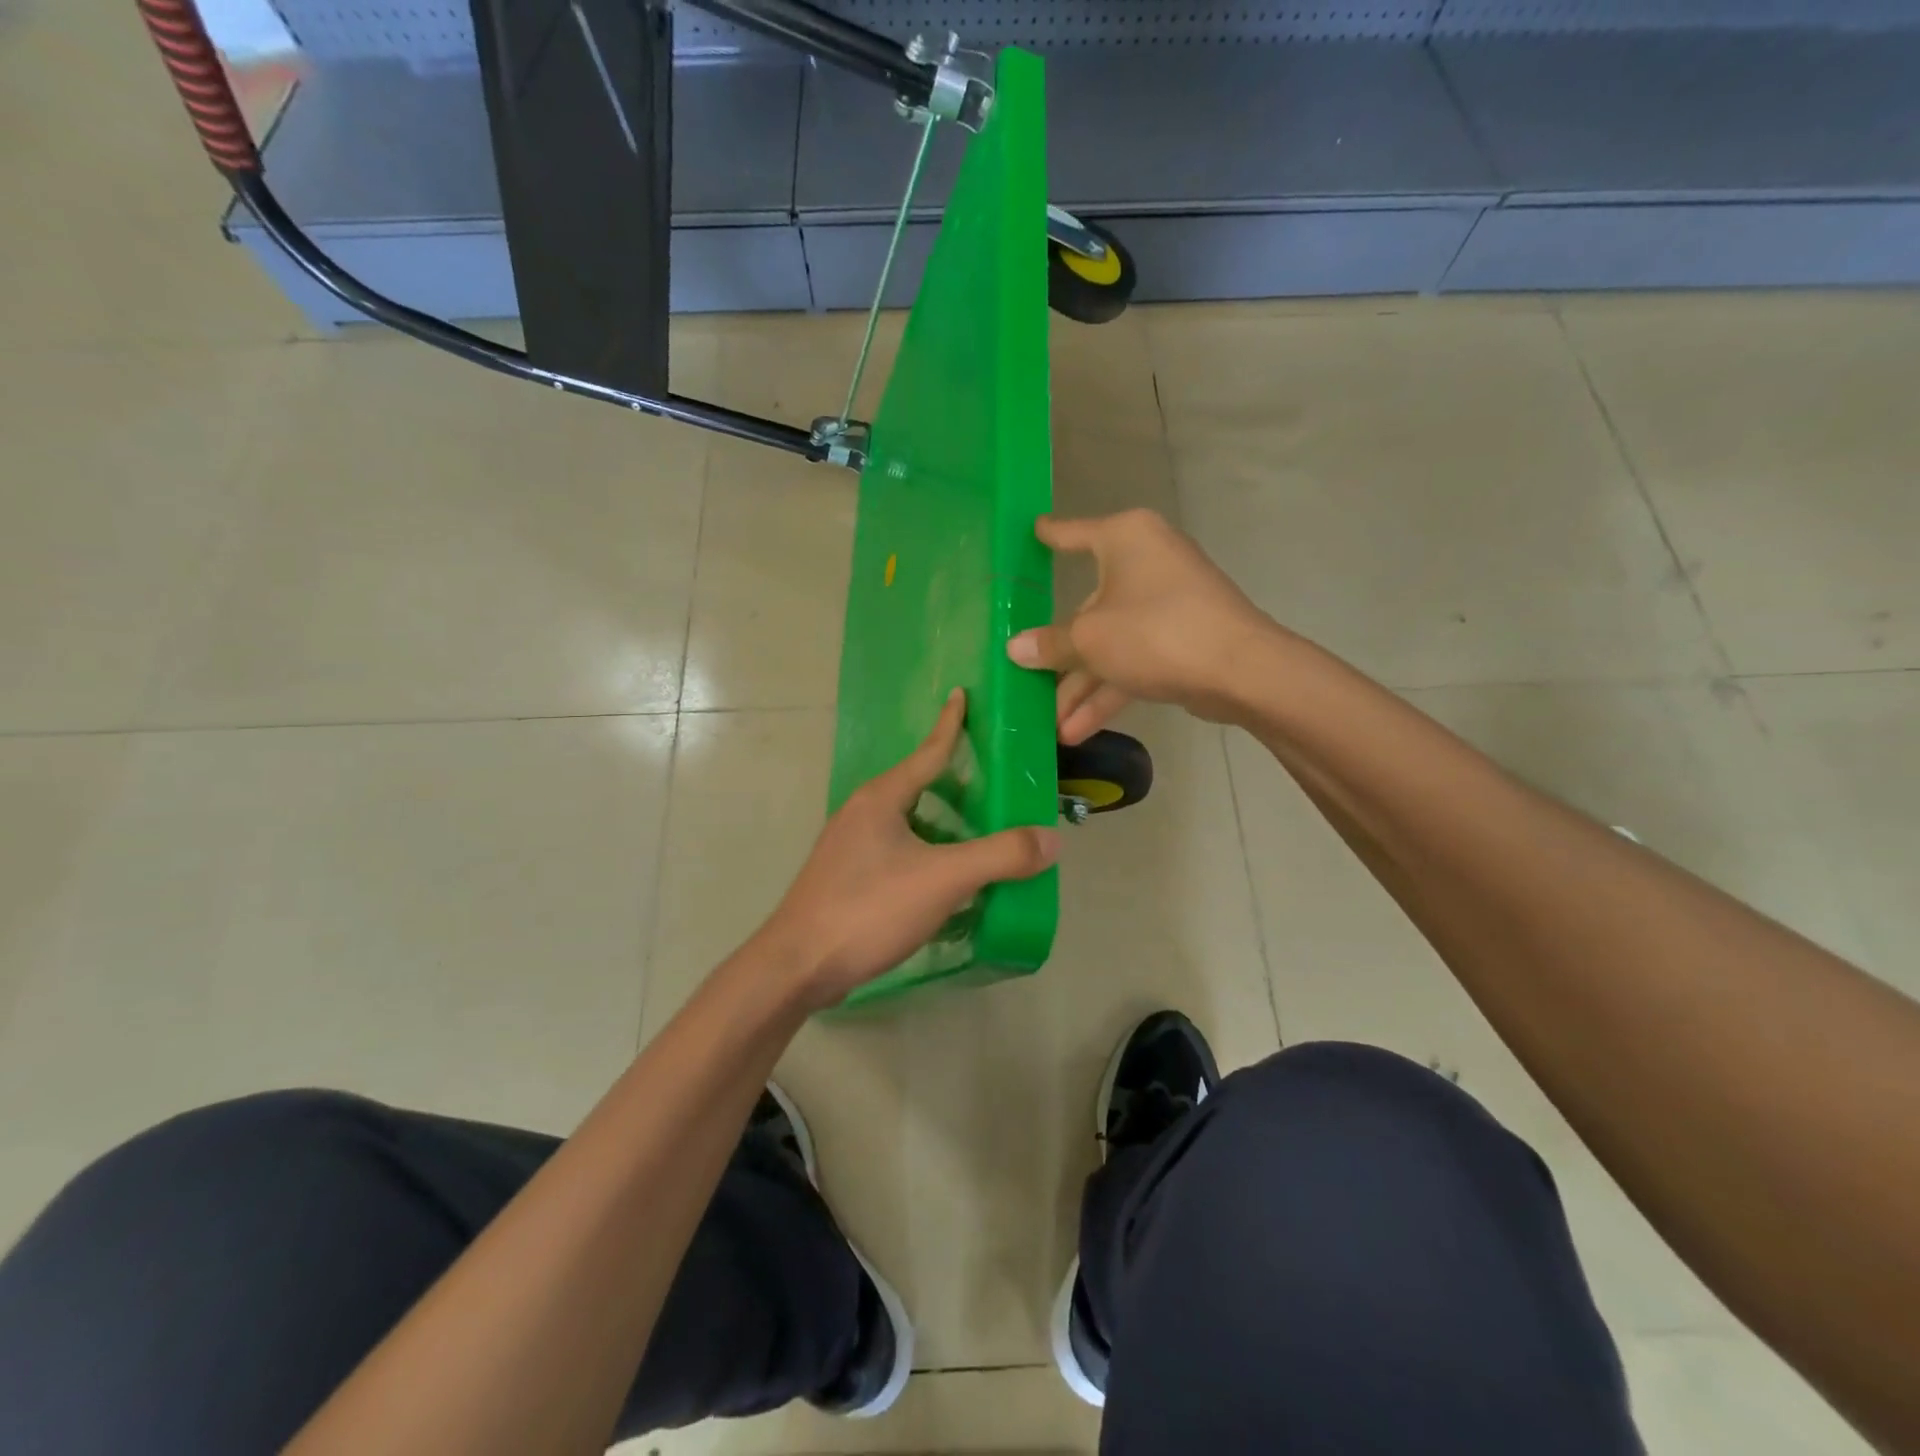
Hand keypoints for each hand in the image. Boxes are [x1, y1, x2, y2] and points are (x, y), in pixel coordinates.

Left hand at [757, 690, 1059, 1009]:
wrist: (797, 966)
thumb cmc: (868, 908)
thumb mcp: (942, 879)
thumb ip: (1000, 856)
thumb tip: (1051, 838)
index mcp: (882, 798)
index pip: (927, 752)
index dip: (950, 724)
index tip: (961, 693)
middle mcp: (862, 813)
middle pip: (918, 786)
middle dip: (955, 782)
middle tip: (995, 782)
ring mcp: (850, 847)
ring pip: (909, 823)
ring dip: (944, 825)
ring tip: (981, 834)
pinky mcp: (848, 878)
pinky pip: (899, 852)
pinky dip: (928, 854)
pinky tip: (947, 881)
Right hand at [1006, 510, 1277, 742]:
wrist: (1241, 670)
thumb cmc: (1155, 632)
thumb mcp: (1090, 639)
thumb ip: (1050, 644)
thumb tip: (1015, 648)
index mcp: (1126, 539)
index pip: (1074, 533)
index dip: (1049, 536)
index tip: (1032, 531)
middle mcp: (1147, 562)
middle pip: (1088, 607)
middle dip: (1060, 655)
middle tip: (1027, 678)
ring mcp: (1167, 603)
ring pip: (1111, 643)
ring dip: (1081, 687)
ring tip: (1051, 725)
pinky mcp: (1181, 639)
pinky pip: (1133, 661)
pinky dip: (1108, 691)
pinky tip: (1078, 730)